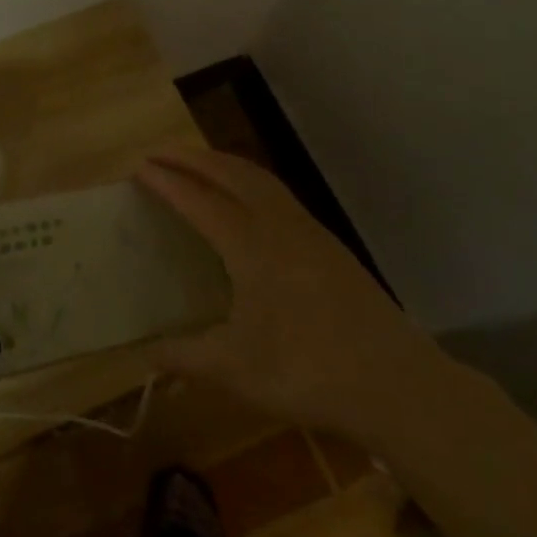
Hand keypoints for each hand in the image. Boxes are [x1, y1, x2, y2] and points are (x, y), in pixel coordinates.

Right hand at [138, 148, 443, 443]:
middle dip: (192, 158)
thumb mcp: (235, 370)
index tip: (139, 167)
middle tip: (159, 153)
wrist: (397, 383)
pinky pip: (278, 193)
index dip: (167, 182)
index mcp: (250, 246)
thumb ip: (186, 357)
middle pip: (230, 173)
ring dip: (223, 163)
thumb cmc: (308, 371)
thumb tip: (147, 356)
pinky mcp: (329, 245)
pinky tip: (248, 200)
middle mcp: (278, 225)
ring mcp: (309, 231)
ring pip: (259, 178)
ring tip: (198, 163)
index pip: (199, 200)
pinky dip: (250, 180)